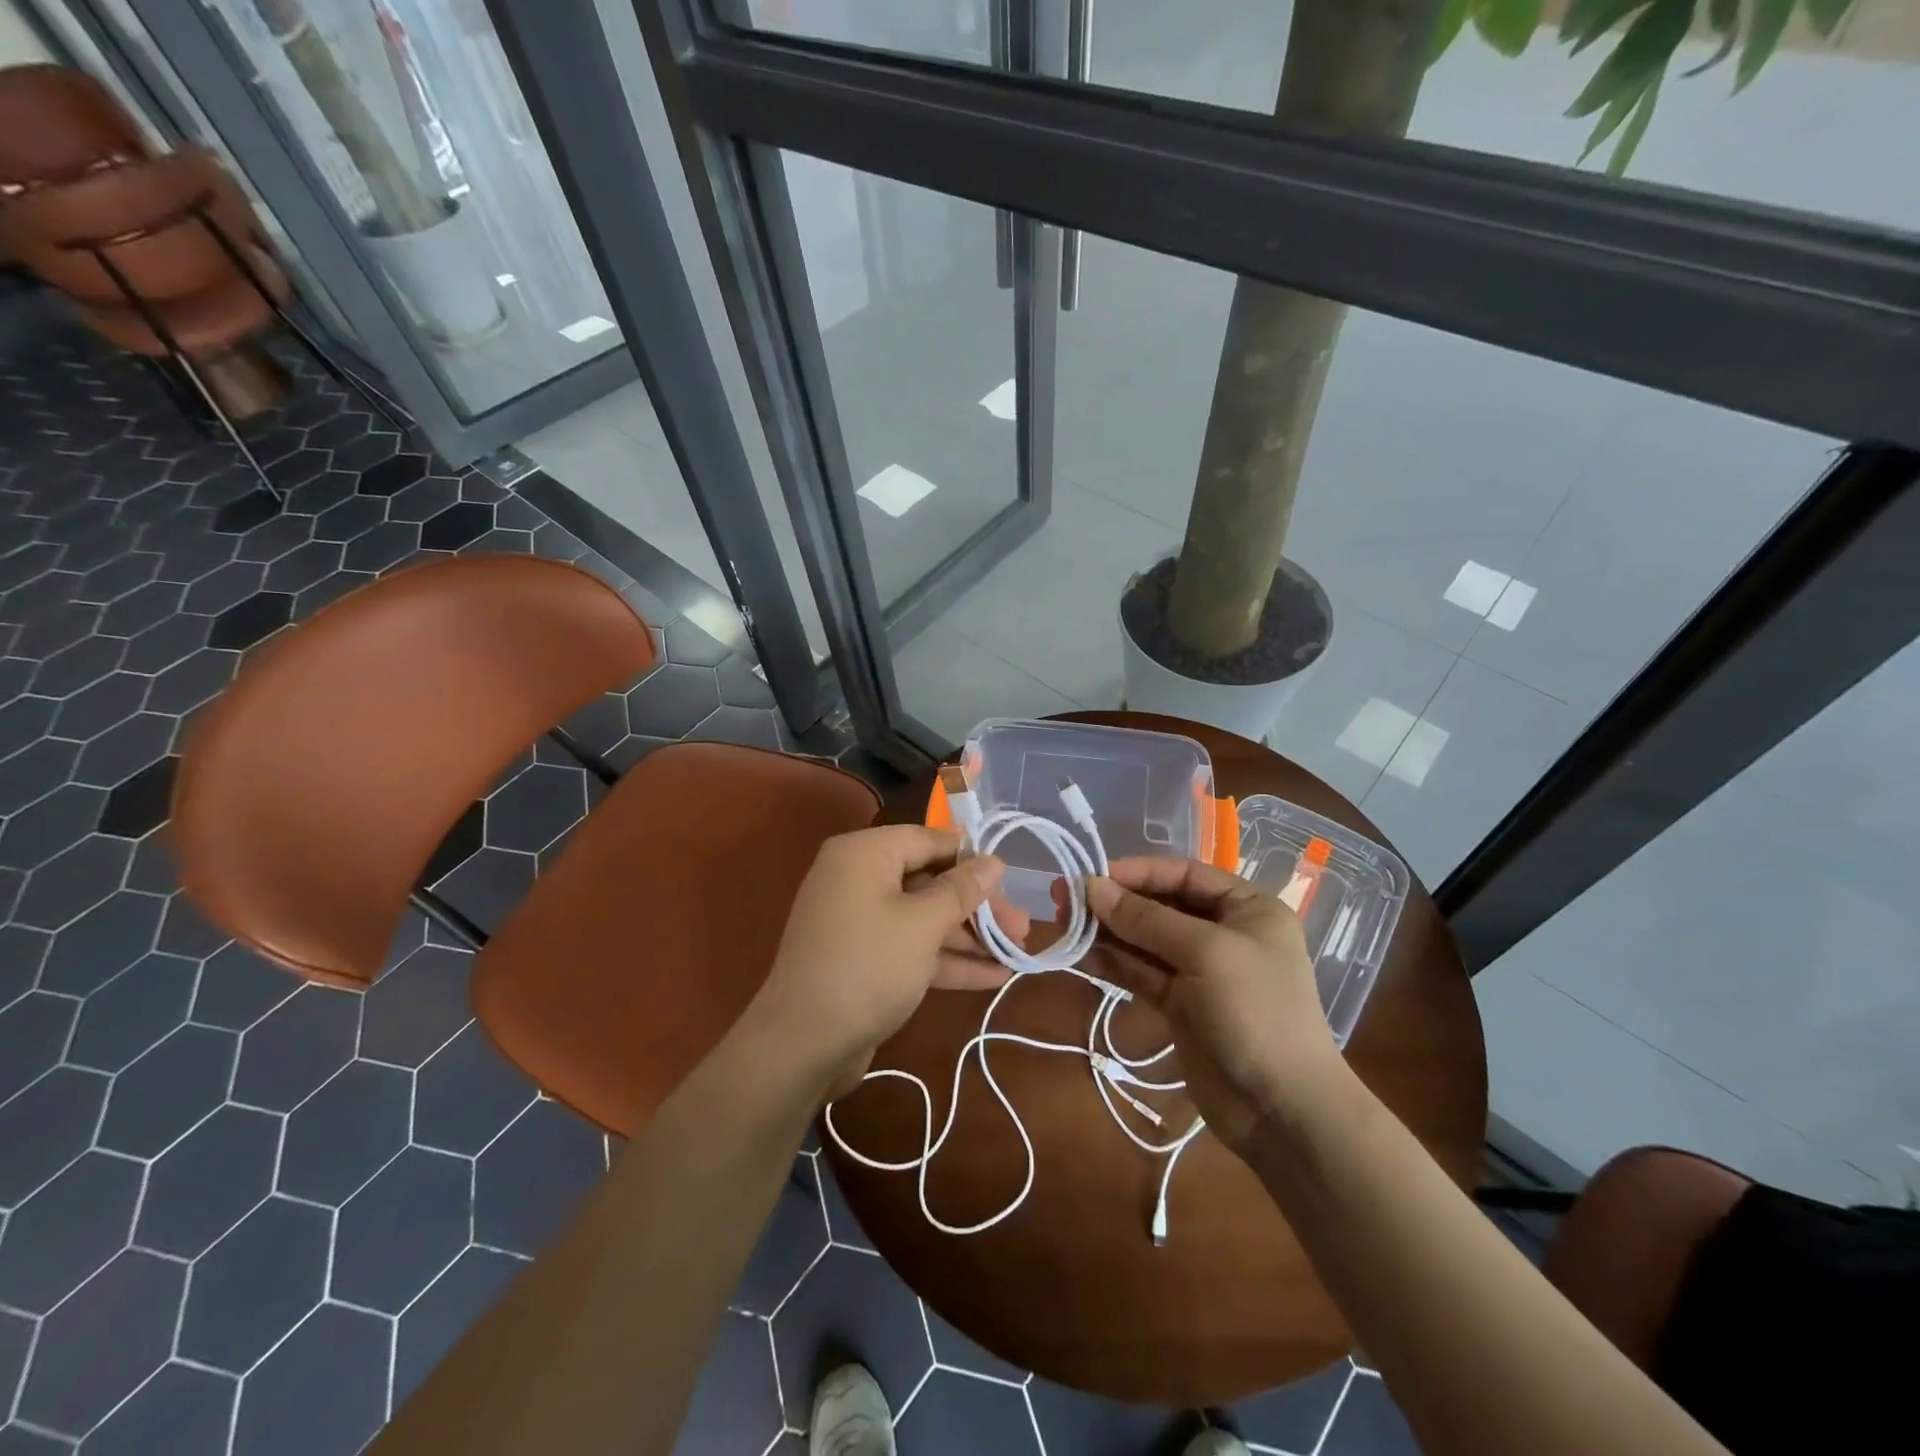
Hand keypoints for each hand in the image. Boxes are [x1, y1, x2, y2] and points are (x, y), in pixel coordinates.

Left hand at [748, 826, 1013, 1096]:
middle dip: (977, 906)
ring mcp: (859, 922)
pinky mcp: (864, 960)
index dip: (971, 859)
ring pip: (923, 918)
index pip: (928, 840)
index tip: (1010, 880)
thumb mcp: (922, 924)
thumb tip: (994, 861)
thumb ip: (961, 890)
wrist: (802, 1046)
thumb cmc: (867, 966)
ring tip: (1018, 952)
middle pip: (929, 880)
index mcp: (864, 854)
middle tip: (1021, 927)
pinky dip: (947, 959)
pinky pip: (911, 947)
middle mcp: (858, 879)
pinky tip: (994, 977)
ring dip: (969, 936)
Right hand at [1083, 858, 1349, 1150]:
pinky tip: (1080, 952)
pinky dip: (1113, 961)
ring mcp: (1200, 971)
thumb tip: (1091, 887)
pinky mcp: (1180, 1004)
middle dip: (1115, 902)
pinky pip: (1141, 971)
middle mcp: (1224, 932)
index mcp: (1247, 908)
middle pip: (1160, 905)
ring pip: (1145, 940)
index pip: (1185, 874)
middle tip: (1064, 898)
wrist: (1282, 1111)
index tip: (1092, 875)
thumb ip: (1145, 918)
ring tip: (1063, 923)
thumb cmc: (1255, 1012)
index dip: (1138, 871)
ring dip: (1106, 931)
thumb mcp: (1205, 952)